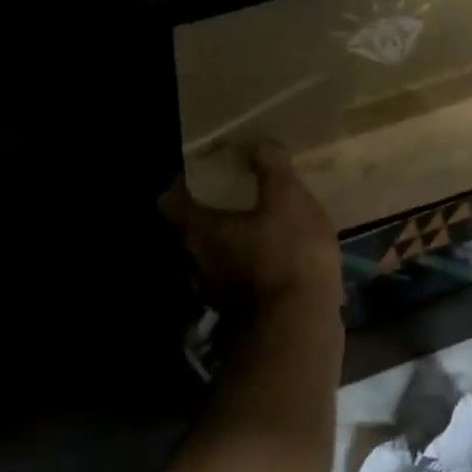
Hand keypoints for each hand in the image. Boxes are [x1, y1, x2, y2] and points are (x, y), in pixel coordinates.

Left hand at [159, 142, 343, 316]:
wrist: (301, 324)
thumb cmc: (288, 254)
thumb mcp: (289, 201)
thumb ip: (273, 170)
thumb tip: (260, 146)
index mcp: (201, 230)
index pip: (170, 202)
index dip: (181, 185)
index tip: (200, 174)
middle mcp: (198, 261)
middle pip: (193, 231)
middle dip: (213, 214)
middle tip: (239, 197)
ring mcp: (217, 291)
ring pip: (217, 257)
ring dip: (234, 244)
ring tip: (264, 229)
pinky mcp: (241, 312)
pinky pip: (240, 280)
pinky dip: (253, 268)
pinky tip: (280, 262)